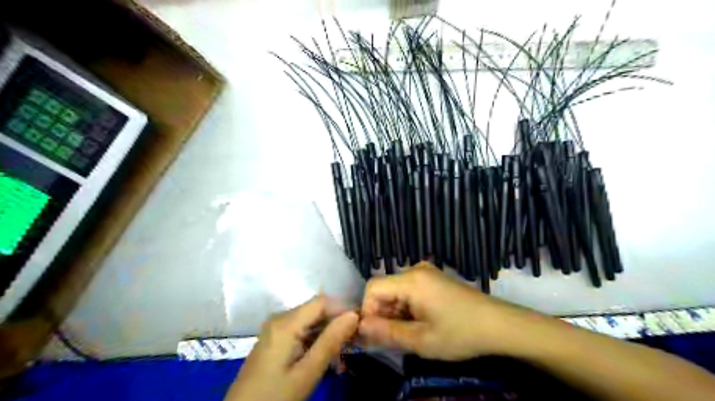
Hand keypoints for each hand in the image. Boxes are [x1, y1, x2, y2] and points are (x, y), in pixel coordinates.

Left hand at [228, 296, 360, 398]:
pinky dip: (316, 341)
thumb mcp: (307, 372)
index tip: (361, 326)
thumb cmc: (274, 397)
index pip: (322, 301)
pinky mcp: (275, 339)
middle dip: (337, 324)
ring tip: (342, 357)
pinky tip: (326, 358)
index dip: (343, 309)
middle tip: (353, 345)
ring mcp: (275, 328)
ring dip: (328, 335)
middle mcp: (280, 318)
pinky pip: (301, 331)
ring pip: (310, 322)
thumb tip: (354, 315)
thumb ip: (330, 341)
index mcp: (285, 322)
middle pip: (316, 310)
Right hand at [357, 263, 523, 359]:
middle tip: (393, 338)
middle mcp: (415, 269)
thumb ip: (387, 332)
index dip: (367, 311)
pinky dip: (407, 306)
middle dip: (382, 313)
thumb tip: (361, 327)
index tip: (376, 334)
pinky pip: (409, 289)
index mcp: (411, 280)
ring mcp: (426, 272)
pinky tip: (420, 322)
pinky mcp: (434, 278)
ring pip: (396, 290)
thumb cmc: (460, 333)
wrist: (499, 324)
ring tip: (410, 333)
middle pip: (384, 288)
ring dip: (395, 312)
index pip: (372, 288)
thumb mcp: (421, 340)